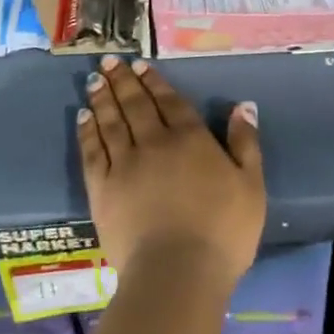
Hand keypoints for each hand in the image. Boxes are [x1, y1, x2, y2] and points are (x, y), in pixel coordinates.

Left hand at [78, 55, 265, 289]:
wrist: (177, 273)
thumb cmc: (222, 232)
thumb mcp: (251, 186)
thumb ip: (245, 143)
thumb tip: (243, 105)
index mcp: (190, 139)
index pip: (170, 101)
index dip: (154, 82)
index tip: (139, 65)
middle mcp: (154, 142)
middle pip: (136, 104)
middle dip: (123, 80)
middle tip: (109, 60)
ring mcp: (125, 164)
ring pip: (111, 121)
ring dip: (103, 98)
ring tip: (94, 79)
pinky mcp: (102, 189)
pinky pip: (92, 151)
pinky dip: (87, 131)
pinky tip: (83, 117)